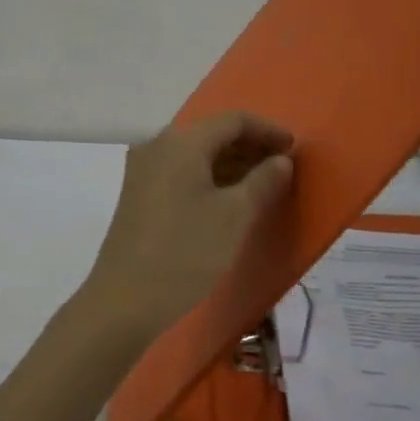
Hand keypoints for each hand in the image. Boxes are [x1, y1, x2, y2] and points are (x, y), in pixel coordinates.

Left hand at [80, 111, 295, 336]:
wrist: (125, 300)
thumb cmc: (186, 252)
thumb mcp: (235, 216)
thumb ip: (264, 180)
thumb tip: (281, 160)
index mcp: (181, 142)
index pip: (233, 120)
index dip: (268, 130)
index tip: (295, 149)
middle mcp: (157, 146)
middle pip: (212, 134)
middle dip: (250, 147)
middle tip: (282, 168)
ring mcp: (143, 170)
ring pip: (196, 154)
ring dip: (231, 164)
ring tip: (262, 185)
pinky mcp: (137, 194)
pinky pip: (181, 172)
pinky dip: (209, 178)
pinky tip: (228, 199)